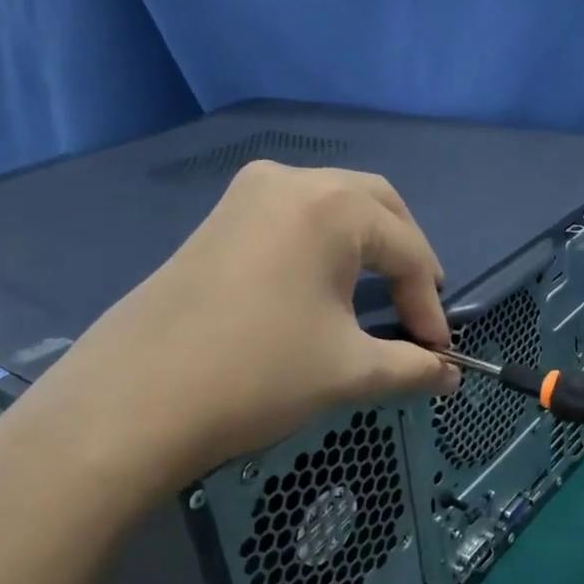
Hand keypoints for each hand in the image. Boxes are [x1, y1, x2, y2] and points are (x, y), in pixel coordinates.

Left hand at [0, 161, 455, 526]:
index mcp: (332, 206)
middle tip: (418, 307)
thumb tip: (450, 377)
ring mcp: (248, 194)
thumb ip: (412, 366)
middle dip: (406, 256)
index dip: (430, 304)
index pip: (407, 250)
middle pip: (376, 206)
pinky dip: (325, 243)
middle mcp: (292, 181)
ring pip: (333, 204)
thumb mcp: (349, 371)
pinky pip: (294, 216)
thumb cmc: (257, 375)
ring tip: (380, 294)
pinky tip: (324, 284)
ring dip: (367, 245)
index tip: (439, 352)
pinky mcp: (220, 218)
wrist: (132, 403)